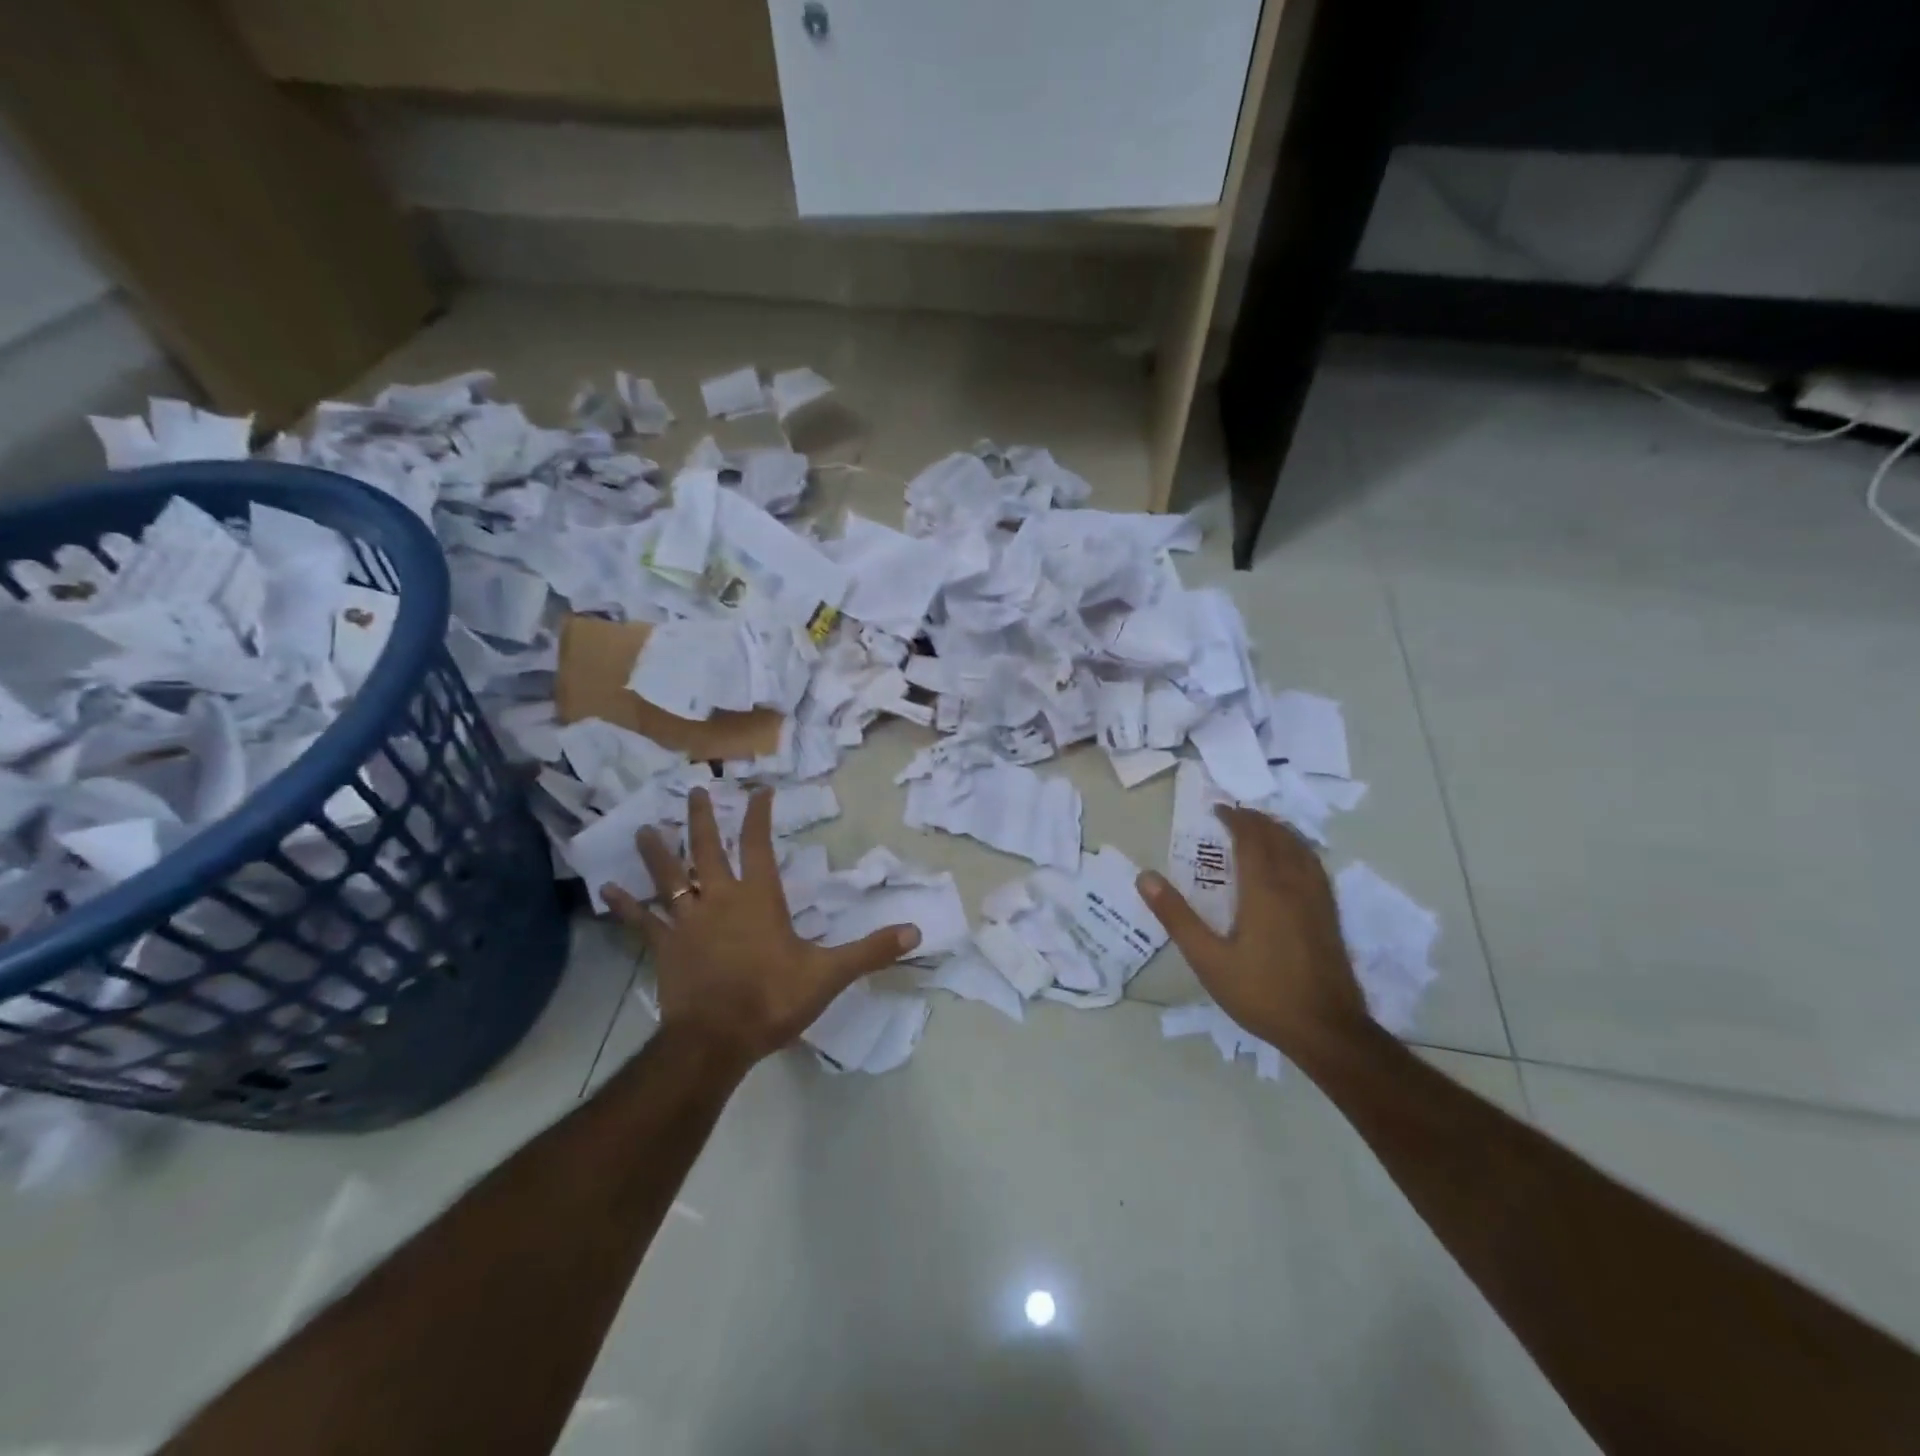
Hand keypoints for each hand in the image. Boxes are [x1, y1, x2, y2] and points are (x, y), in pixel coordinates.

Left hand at [602, 787, 920, 1069]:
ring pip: (669, 877)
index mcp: (758, 898)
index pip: (757, 843)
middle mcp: (719, 899)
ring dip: (658, 852)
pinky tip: (607, 891)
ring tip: (646, 828)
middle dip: (701, 817)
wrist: (715, 1040)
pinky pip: (641, 921)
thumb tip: (916, 932)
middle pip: (706, 849)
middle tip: (693, 789)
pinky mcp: (664, 948)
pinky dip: (626, 906)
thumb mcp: (829, 974)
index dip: (757, 814)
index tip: (758, 789)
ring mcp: (686, 922)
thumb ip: (870, 950)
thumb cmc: (772, 999)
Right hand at [1138, 805, 1368, 1060]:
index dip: (1235, 819)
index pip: (1251, 838)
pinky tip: (1294, 862)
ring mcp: (1318, 899)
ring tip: (1262, 829)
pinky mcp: (1331, 915)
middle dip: (1256, 820)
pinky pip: (1315, 865)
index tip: (1217, 810)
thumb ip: (1177, 916)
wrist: (1326, 1030)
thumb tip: (1145, 877)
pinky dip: (1299, 849)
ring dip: (1279, 831)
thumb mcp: (1208, 959)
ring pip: (1301, 848)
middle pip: (1278, 837)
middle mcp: (1294, 884)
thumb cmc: (1261, 993)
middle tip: (1235, 816)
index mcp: (1264, 890)